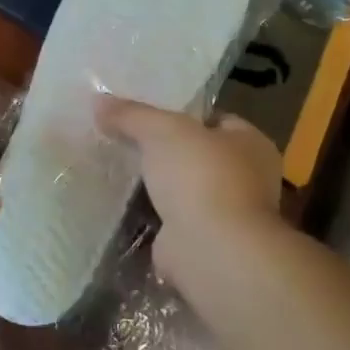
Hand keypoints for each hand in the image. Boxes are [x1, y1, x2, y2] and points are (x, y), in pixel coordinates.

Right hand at [95, 96, 282, 290]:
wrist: (210, 249)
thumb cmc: (200, 176)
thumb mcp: (160, 130)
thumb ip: (131, 114)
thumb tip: (98, 100)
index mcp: (251, 143)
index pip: (216, 119)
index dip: (182, 113)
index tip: (145, 114)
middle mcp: (246, 178)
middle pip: (197, 154)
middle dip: (165, 150)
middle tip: (124, 138)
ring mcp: (226, 213)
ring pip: (184, 188)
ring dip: (157, 184)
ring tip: (116, 167)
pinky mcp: (203, 241)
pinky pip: (171, 218)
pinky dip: (151, 214)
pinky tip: (122, 203)